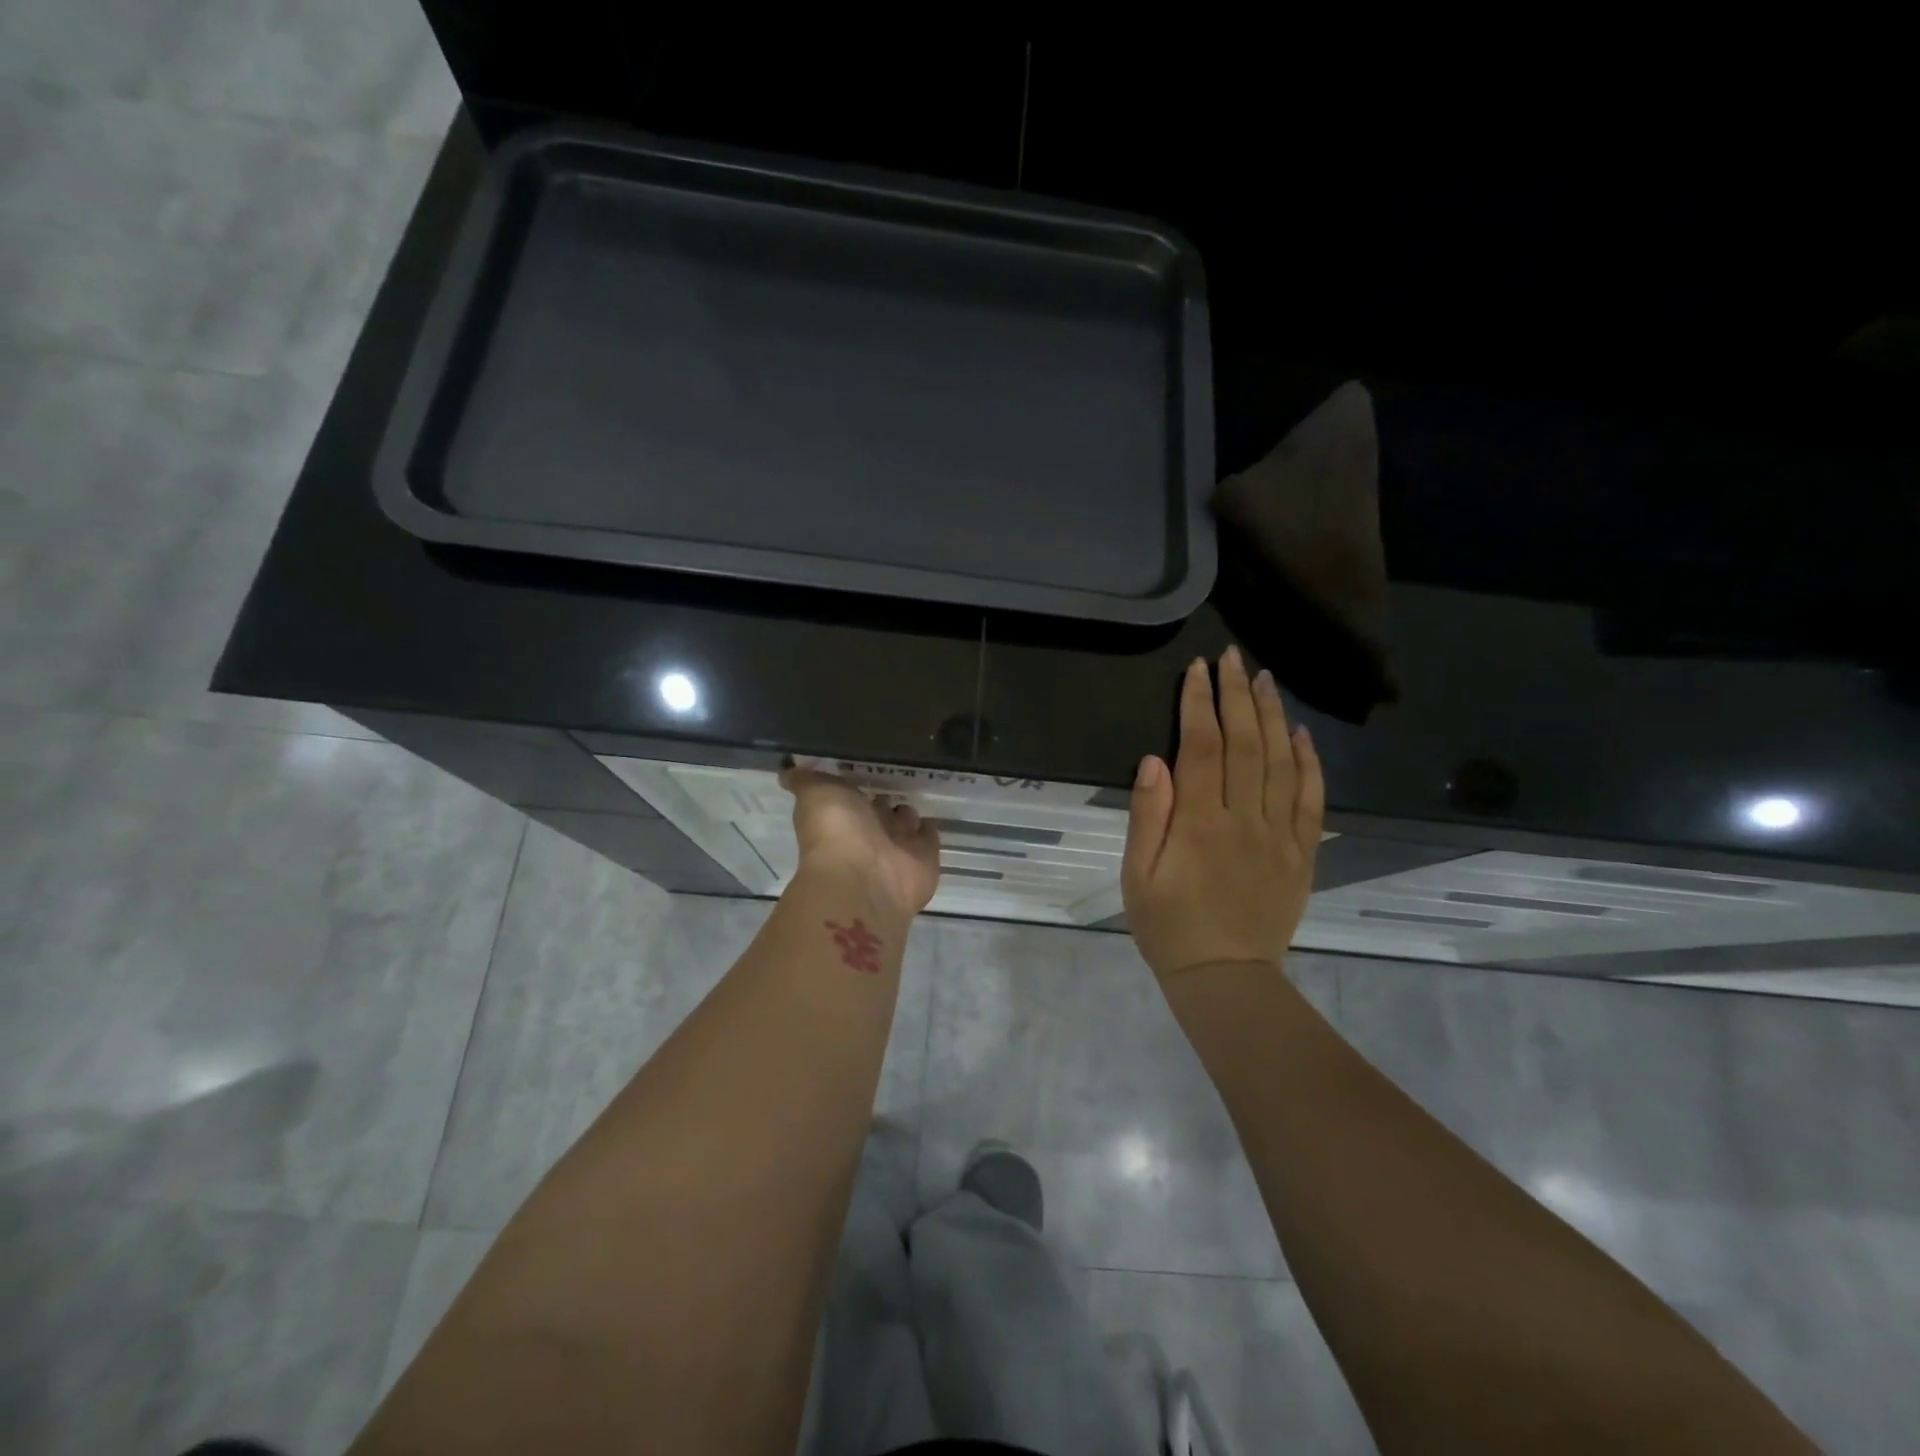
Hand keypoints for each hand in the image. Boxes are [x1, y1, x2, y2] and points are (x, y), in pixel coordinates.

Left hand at [780, 766, 942, 918]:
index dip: (856, 784)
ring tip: (913, 795)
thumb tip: (786, 771)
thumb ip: (805, 779)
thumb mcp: (815, 792)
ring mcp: (897, 847)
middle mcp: (868, 833)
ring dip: (907, 812)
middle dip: (884, 799)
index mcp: (841, 816)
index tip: (864, 767)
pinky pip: (928, 838)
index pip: (851, 795)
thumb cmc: (837, 831)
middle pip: (879, 810)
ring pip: (905, 822)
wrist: (866, 878)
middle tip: (896, 781)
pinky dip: (928, 830)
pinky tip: (929, 817)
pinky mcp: (924, 858)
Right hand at [1122, 647, 1324, 982]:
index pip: (1202, 748)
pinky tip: (1301, 734)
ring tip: (1264, 679)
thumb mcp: (1136, 875)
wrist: (1225, 978)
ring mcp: (1279, 836)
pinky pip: (1311, 800)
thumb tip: (1155, 759)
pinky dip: (1309, 763)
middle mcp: (1244, 820)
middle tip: (1233, 658)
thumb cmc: (1168, 926)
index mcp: (1199, 825)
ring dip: (1272, 716)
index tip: (1198, 669)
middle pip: (1245, 744)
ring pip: (1281, 763)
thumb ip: (1147, 815)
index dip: (1199, 704)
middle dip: (1236, 696)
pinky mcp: (1302, 854)